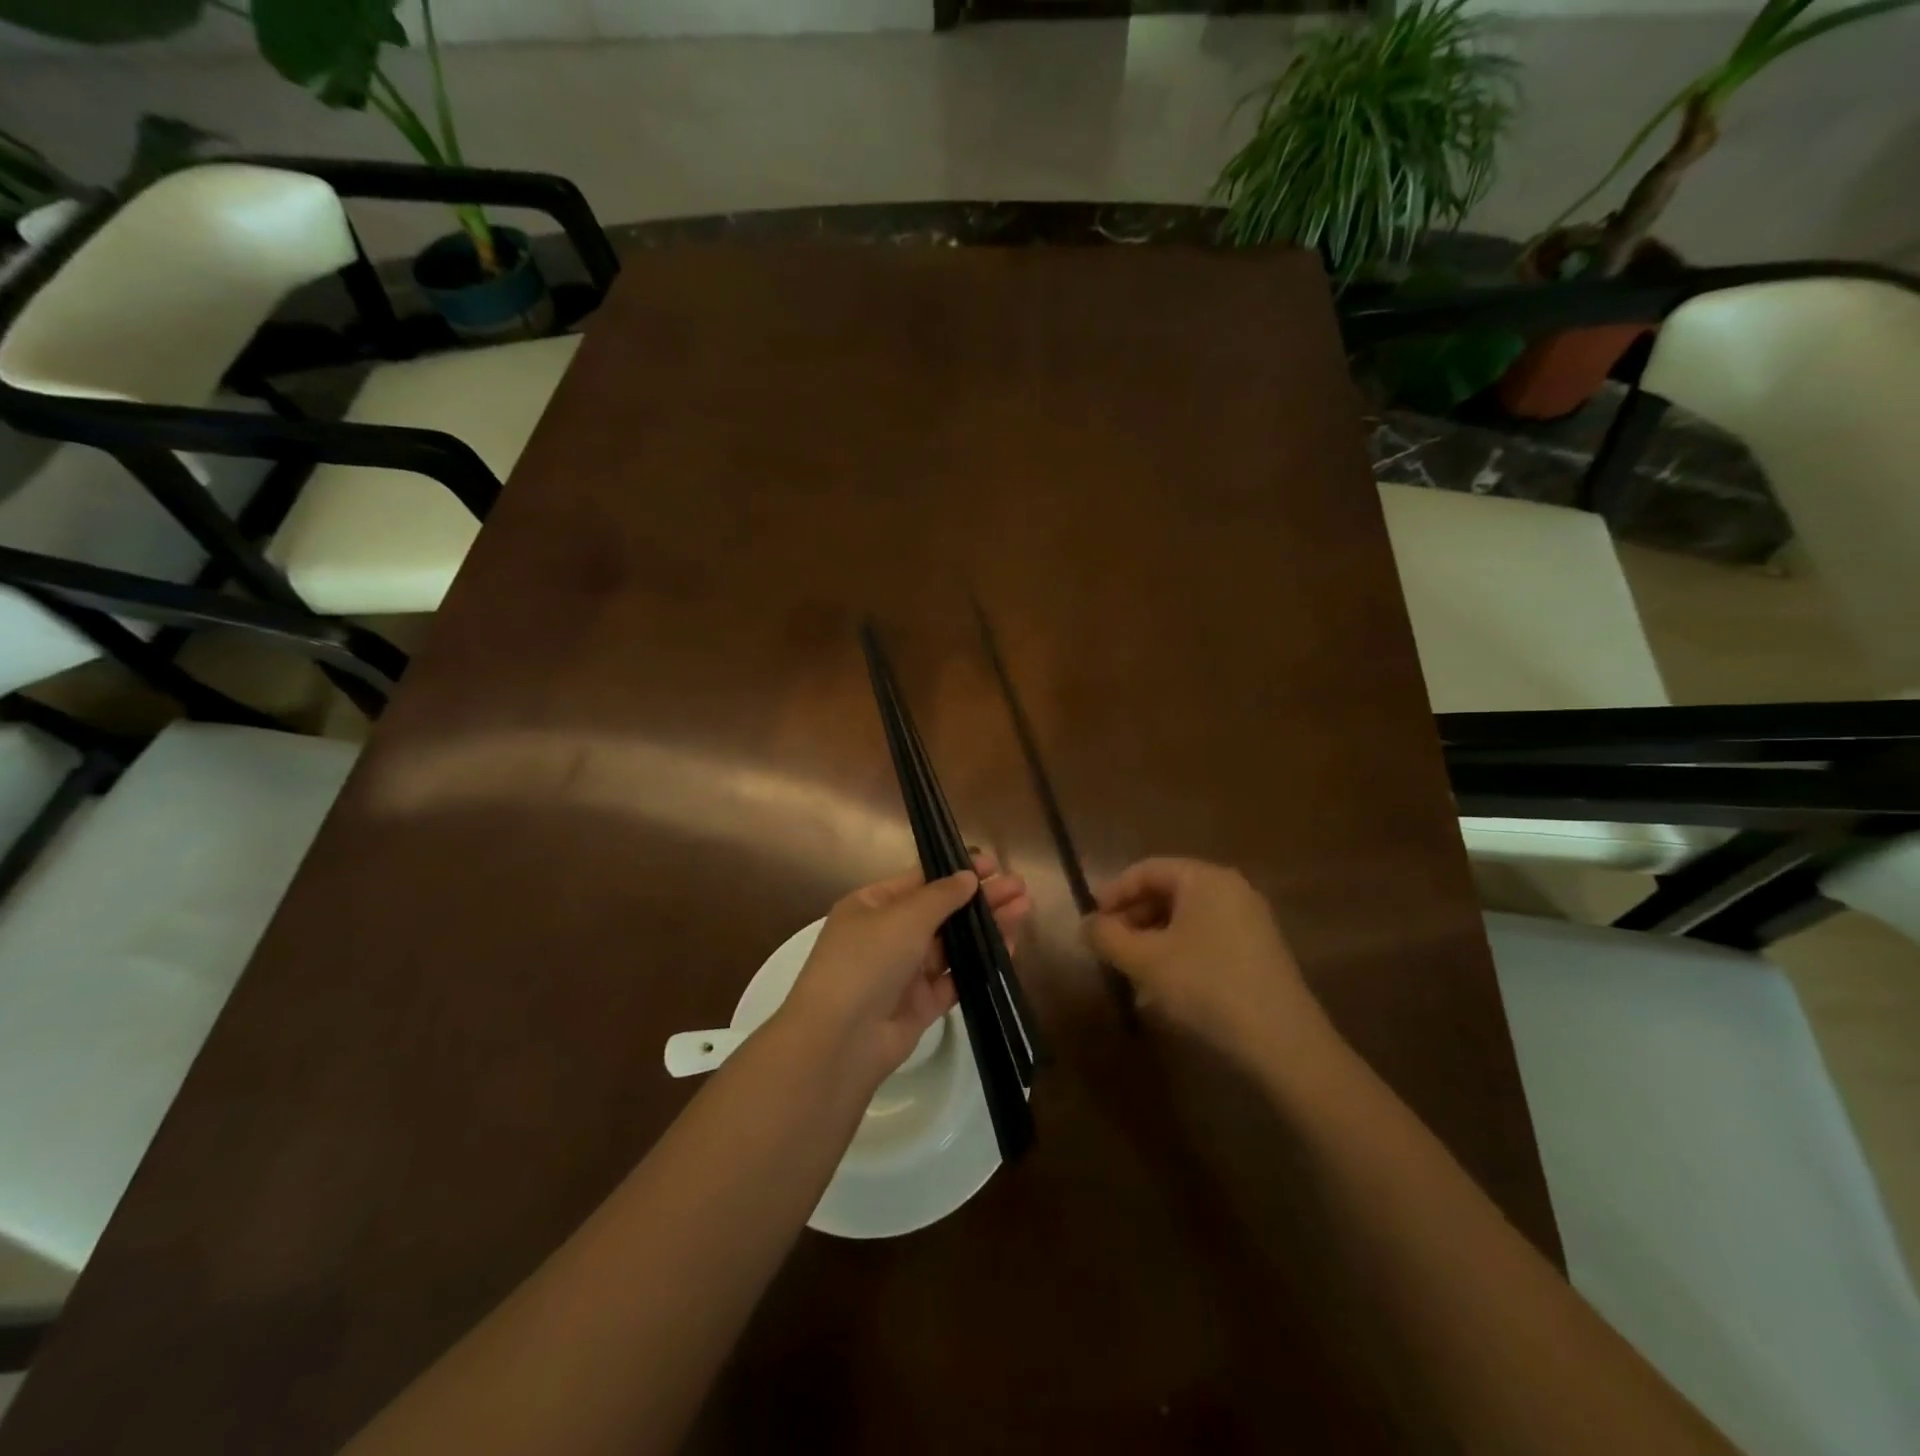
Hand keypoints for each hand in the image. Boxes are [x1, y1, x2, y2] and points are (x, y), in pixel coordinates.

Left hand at [781, 852, 1031, 1087]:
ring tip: (1024, 910)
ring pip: (951, 944)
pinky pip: (955, 977)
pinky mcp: (921, 1005)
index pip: (919, 881)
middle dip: (979, 898)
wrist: (841, 1039)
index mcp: (871, 906)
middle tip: (1020, 886)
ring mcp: (904, 972)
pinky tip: (1010, 946)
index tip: (993, 864)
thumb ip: (941, 896)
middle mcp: (886, 935)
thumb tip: (968, 876)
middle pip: (940, 911)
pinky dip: (980, 962)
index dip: (955, 871)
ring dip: (985, 926)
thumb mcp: (903, 917)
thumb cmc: (867, 961)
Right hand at [1083, 857, 1324, 1065]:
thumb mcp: (1145, 961)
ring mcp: (1250, 920)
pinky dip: (1179, 952)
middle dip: (1133, 918)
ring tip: (1131, 971)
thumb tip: (1087, 924)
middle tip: (1109, 947)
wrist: (1283, 1043)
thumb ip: (1107, 937)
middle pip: (1168, 892)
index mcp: (1204, 879)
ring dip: (1153, 938)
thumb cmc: (1206, 987)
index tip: (1092, 922)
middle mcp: (1230, 889)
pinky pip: (1207, 938)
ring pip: (1186, 918)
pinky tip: (1165, 986)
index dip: (1113, 893)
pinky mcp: (1260, 951)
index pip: (1147, 870)